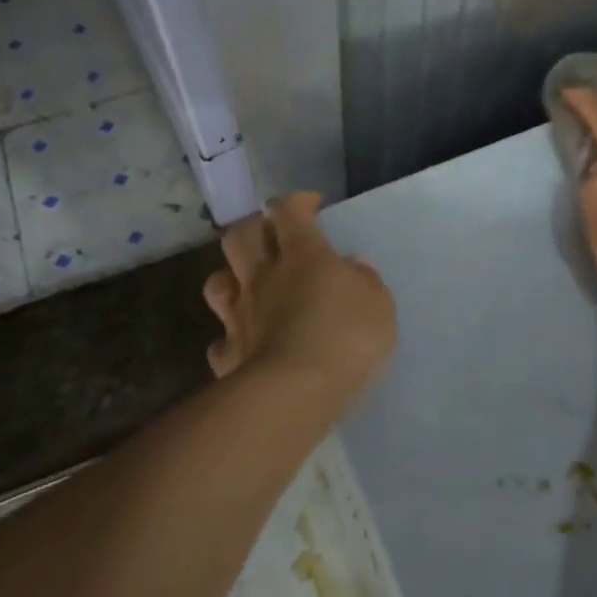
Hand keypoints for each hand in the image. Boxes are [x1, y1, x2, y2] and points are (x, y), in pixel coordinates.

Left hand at [202, 192, 396, 400]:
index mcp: (303, 256)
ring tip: (249, 286)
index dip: (296, 202)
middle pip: (240, 235)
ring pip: (217, 282)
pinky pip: (221, 340)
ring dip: (231, 277)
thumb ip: (364, 280)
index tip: (310, 205)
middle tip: (274, 238)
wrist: (297, 393)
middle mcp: (264, 277)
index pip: (288, 211)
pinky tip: (245, 344)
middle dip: (254, 228)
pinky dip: (231, 338)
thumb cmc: (347, 338)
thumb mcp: (378, 303)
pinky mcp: (229, 354)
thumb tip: (350, 266)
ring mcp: (240, 315)